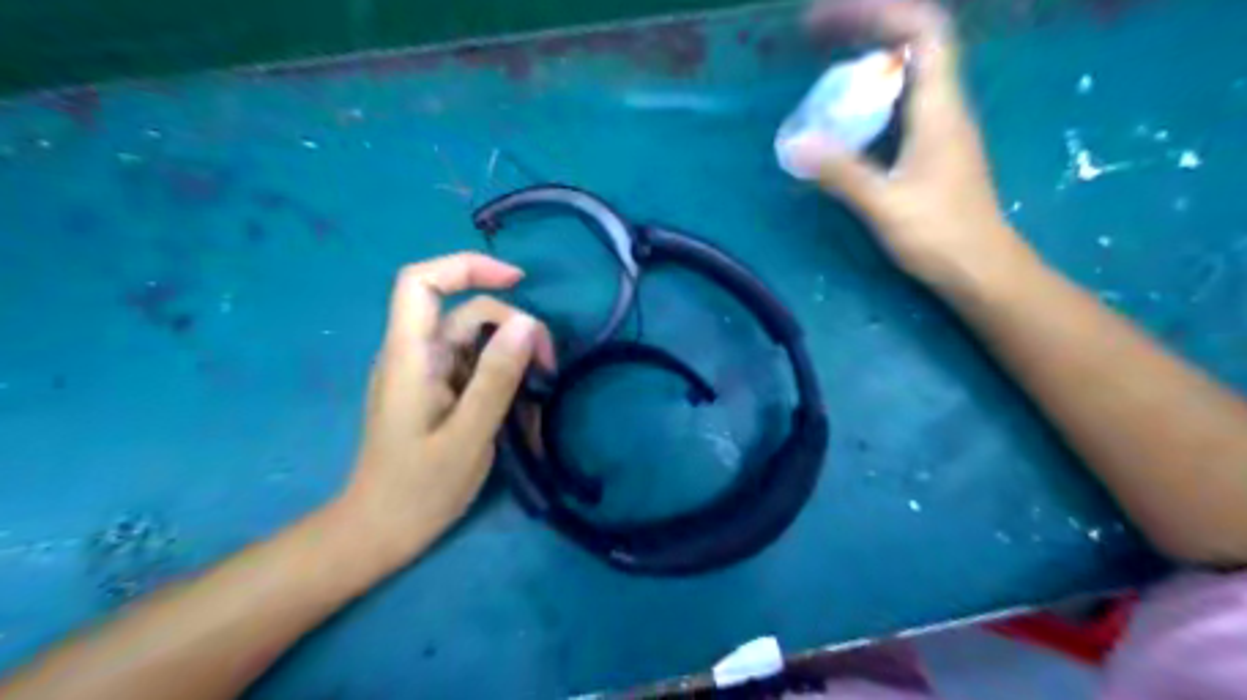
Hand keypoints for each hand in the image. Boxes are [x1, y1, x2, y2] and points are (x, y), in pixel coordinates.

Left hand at [339, 254, 557, 565]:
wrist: (379, 532)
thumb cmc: (418, 489)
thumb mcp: (468, 435)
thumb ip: (497, 378)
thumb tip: (528, 324)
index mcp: (410, 356)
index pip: (422, 282)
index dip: (467, 267)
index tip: (517, 281)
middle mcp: (414, 355)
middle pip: (465, 313)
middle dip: (512, 328)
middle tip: (548, 367)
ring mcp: (424, 374)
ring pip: (475, 341)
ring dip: (512, 357)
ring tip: (538, 395)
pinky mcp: (435, 391)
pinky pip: (473, 367)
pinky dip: (501, 377)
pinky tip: (520, 409)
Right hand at [788, 0, 1034, 292]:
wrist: (982, 269)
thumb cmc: (940, 237)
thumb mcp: (885, 205)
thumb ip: (841, 173)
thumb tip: (795, 144)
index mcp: (939, 109)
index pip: (923, 31)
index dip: (878, 12)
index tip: (828, 20)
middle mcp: (944, 106)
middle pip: (914, 41)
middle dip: (866, 27)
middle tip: (816, 36)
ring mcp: (941, 126)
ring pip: (907, 71)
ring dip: (867, 58)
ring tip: (825, 65)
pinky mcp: (932, 147)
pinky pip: (901, 101)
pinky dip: (871, 93)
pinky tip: (846, 114)